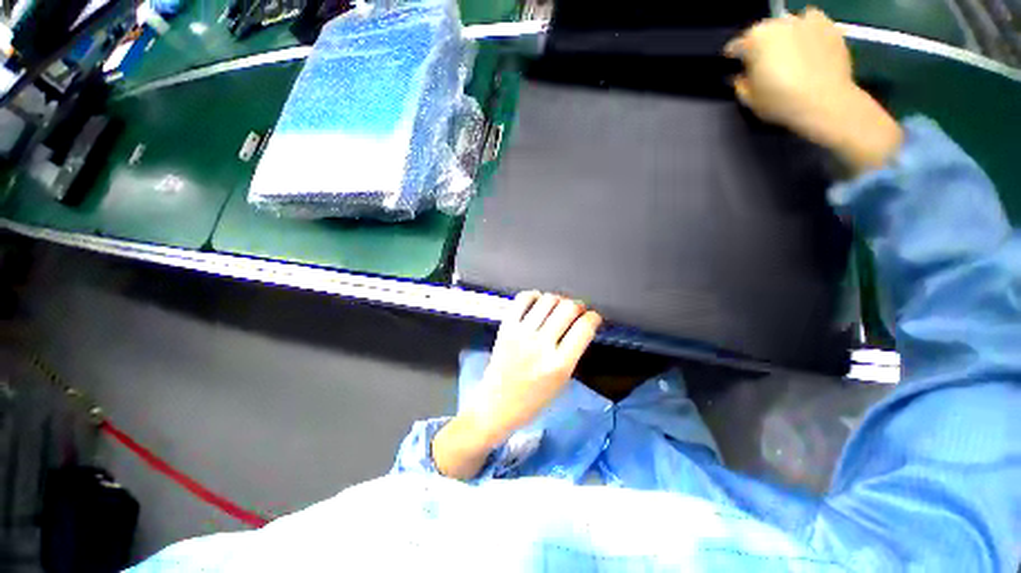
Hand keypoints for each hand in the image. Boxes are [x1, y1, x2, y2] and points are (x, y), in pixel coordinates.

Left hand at [432, 292, 601, 478]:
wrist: (496, 404)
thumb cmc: (533, 400)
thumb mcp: (562, 381)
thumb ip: (572, 351)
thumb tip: (580, 324)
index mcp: (560, 364)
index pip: (584, 327)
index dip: (593, 317)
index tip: (592, 317)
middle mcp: (541, 345)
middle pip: (568, 308)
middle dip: (577, 306)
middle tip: (576, 311)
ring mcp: (521, 333)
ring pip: (548, 300)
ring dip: (558, 300)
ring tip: (557, 307)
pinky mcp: (506, 327)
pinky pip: (523, 299)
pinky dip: (534, 296)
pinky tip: (538, 303)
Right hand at [725, 7, 902, 173]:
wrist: (832, 108)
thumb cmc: (785, 106)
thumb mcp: (751, 100)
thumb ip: (740, 83)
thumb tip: (740, 74)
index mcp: (759, 40)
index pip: (736, 44)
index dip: (732, 57)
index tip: (731, 67)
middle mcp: (783, 23)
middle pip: (762, 31)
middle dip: (758, 46)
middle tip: (759, 65)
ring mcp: (810, 22)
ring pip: (787, 25)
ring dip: (782, 38)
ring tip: (786, 56)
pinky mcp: (831, 29)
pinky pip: (812, 24)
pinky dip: (806, 33)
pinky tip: (807, 48)